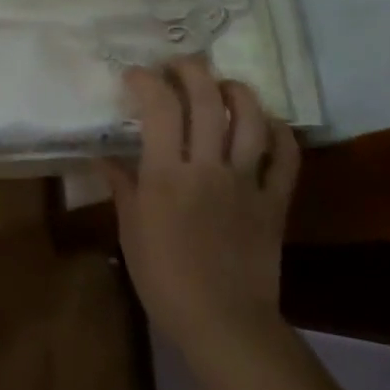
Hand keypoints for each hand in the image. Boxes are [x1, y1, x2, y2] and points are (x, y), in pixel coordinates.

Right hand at [104, 58, 301, 364]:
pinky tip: (266, 124)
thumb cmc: (165, 280)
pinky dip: (279, 133)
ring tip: (223, 85)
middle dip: (191, 71)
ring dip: (237, 91)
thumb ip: (122, 187)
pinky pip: (286, 158)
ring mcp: (246, 182)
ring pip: (250, 119)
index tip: (135, 75)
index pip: (160, 107)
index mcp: (167, 175)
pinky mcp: (275, 201)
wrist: (224, 324)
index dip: (147, 81)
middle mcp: (208, 168)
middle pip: (207, 100)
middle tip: (178, 65)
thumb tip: (104, 157)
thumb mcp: (131, 232)